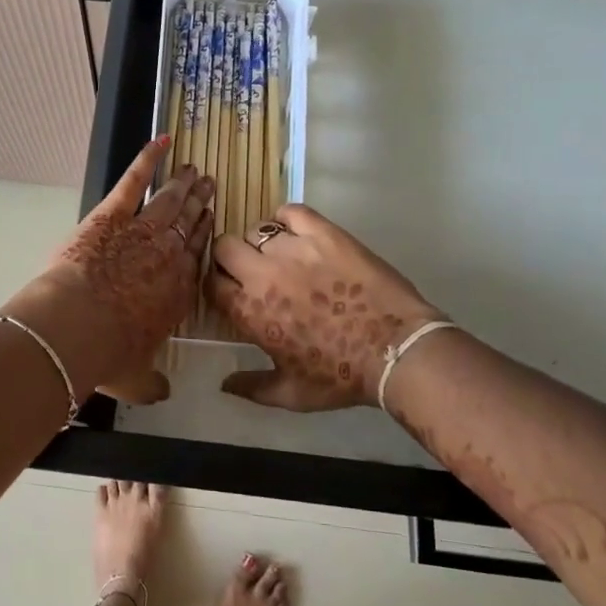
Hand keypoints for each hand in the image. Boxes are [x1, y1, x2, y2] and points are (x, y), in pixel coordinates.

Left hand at [3, 136, 212, 404]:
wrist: (76, 328)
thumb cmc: (109, 356)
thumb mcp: (136, 379)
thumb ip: (151, 384)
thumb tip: (161, 393)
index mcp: (177, 292)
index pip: (197, 256)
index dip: (205, 236)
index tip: (211, 221)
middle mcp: (168, 256)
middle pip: (189, 223)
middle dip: (200, 203)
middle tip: (209, 186)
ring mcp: (142, 230)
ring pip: (170, 201)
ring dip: (183, 184)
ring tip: (194, 170)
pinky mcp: (113, 214)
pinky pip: (135, 180)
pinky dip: (148, 158)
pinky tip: (162, 141)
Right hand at [208, 204, 446, 410]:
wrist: (394, 350)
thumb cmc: (340, 376)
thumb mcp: (291, 394)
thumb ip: (252, 388)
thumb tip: (225, 385)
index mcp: (249, 311)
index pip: (212, 283)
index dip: (220, 284)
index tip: (232, 290)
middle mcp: (263, 274)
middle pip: (224, 247)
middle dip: (231, 257)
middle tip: (252, 269)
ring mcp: (293, 249)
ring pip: (257, 229)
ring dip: (263, 242)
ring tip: (282, 254)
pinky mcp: (323, 233)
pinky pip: (291, 211)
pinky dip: (287, 218)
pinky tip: (297, 232)